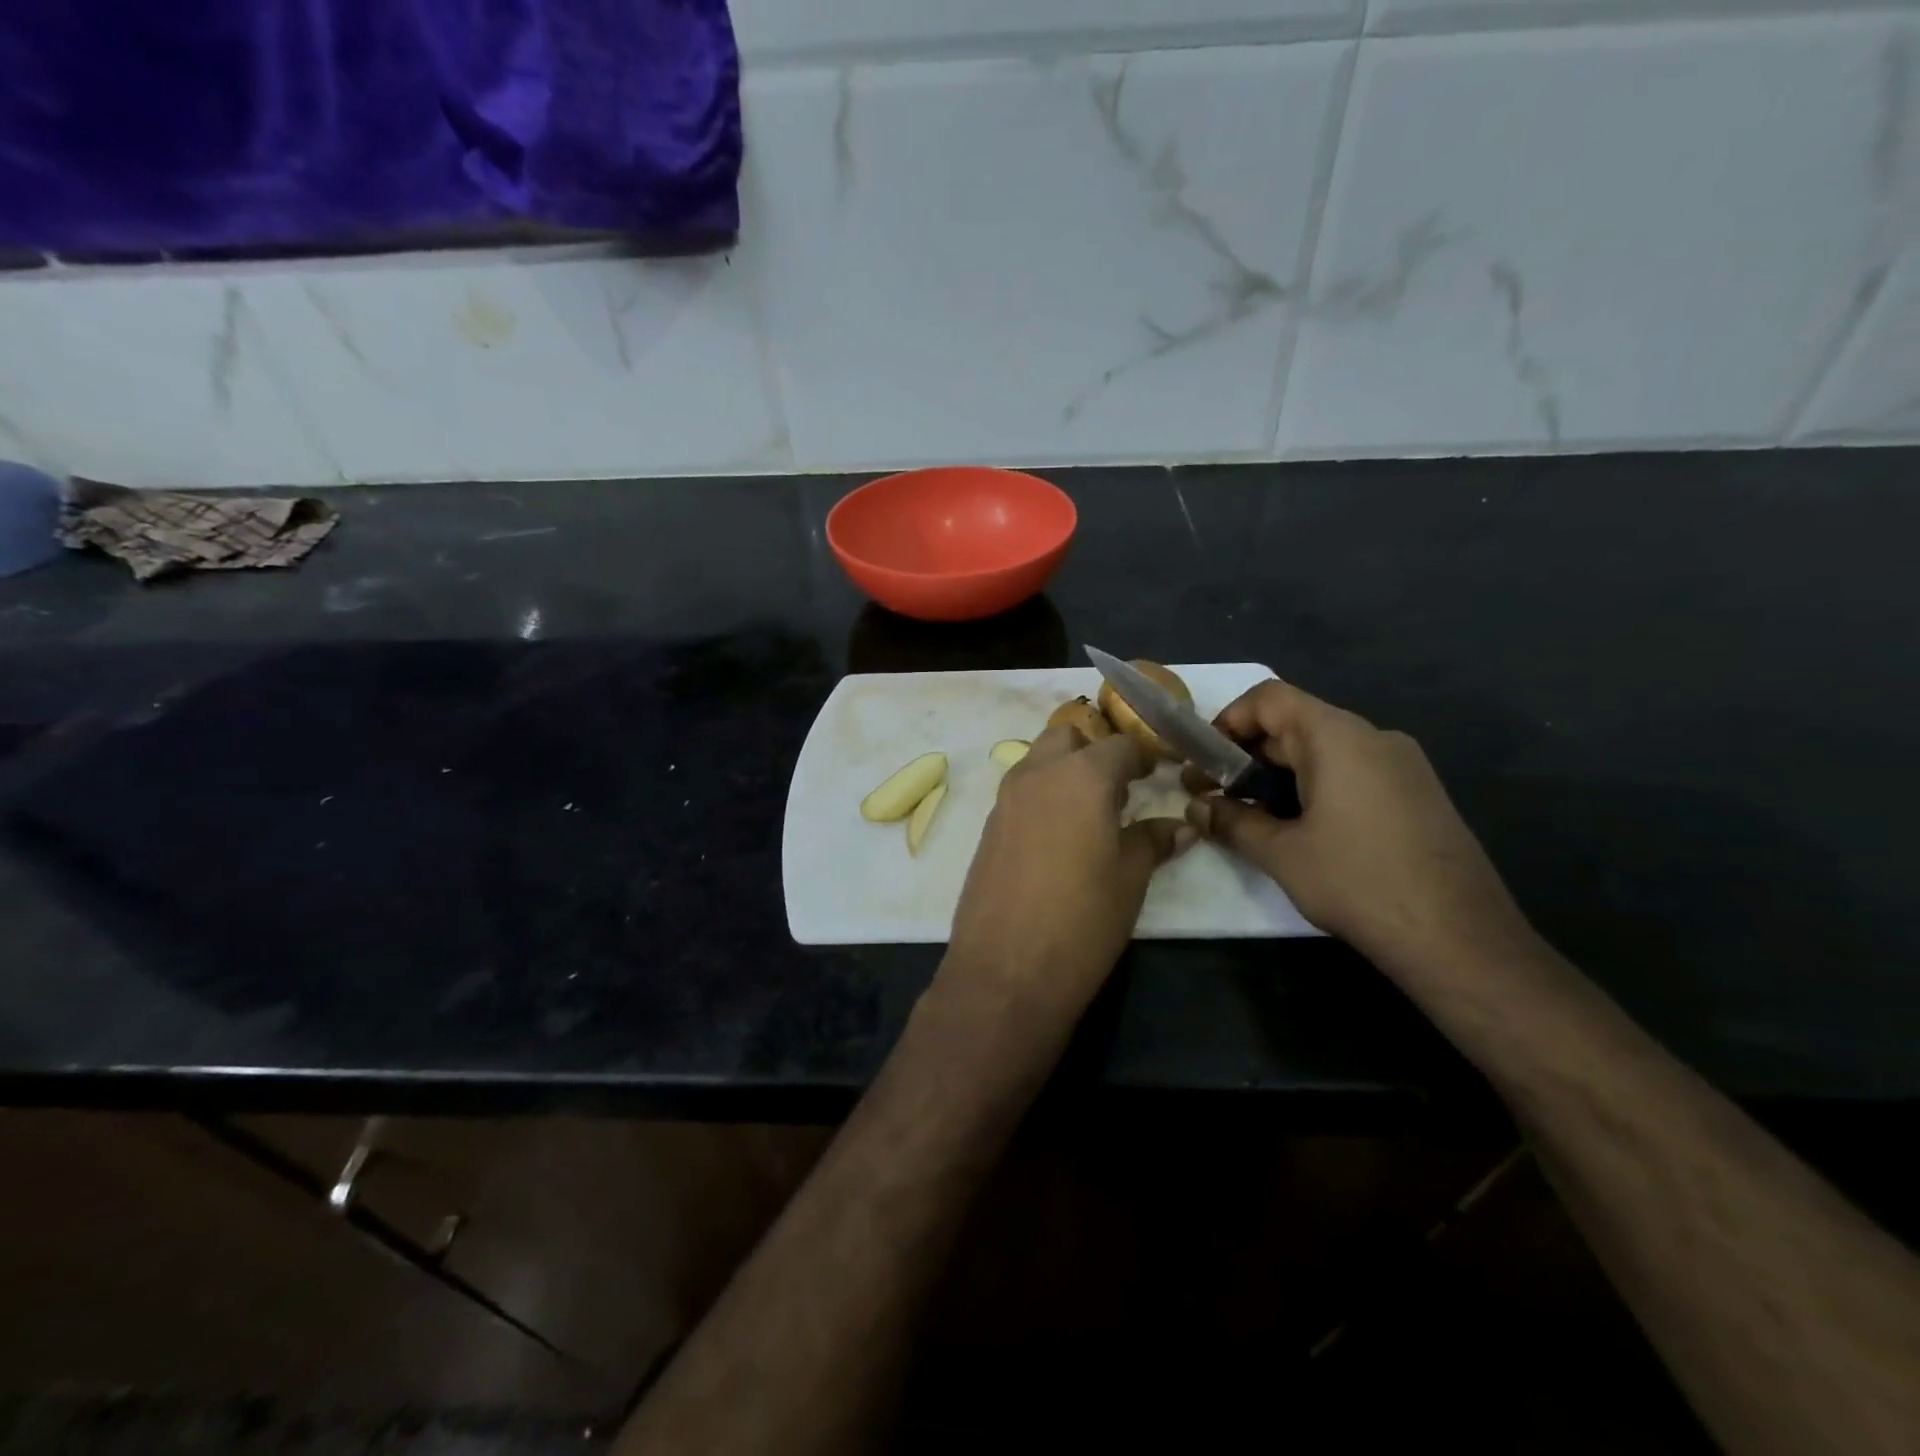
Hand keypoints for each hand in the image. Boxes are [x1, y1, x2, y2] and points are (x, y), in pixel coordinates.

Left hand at [944, 722, 1193, 1019]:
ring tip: (1093, 812)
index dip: (1144, 755)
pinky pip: (1020, 791)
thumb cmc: (1082, 920)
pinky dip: (1043, 796)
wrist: (1005, 971)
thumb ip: (1153, 841)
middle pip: (1067, 737)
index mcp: (1081, 776)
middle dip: (1095, 749)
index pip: (1119, 745)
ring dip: (1065, 770)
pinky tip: (1060, 836)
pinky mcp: (988, 827)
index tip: (1160, 771)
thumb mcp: (1130, 879)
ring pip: (1038, 760)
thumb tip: (1183, 826)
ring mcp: (1005, 799)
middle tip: (1121, 785)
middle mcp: (1037, 774)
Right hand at [1183, 680, 1531, 973]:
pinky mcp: (1418, 793)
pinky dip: (1315, 787)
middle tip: (1215, 794)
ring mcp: (1402, 764)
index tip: (1204, 760)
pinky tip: (1304, 830)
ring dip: (1279, 774)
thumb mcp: (1280, 853)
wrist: (1460, 938)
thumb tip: (1196, 806)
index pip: (1270, 697)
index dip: (1228, 720)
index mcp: (1336, 737)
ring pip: (1324, 750)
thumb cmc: (1357, 882)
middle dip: (1248, 754)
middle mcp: (1373, 736)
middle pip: (1296, 722)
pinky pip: (1353, 771)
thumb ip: (1231, 821)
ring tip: (1253, 816)